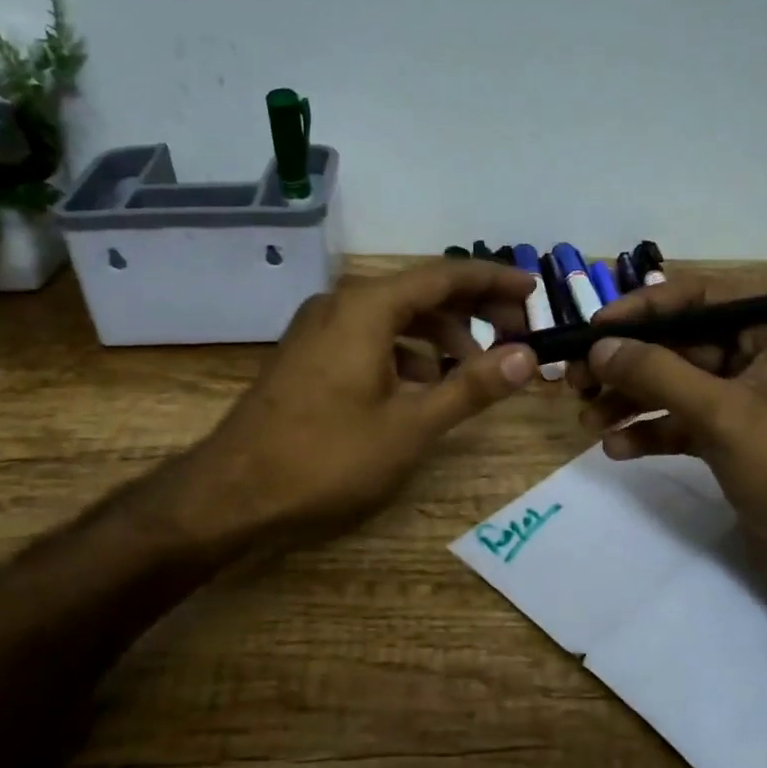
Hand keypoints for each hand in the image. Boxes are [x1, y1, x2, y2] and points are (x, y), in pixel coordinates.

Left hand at [171, 260, 537, 548]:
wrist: (233, 492)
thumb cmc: (327, 456)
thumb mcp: (411, 425)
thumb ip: (471, 386)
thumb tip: (526, 357)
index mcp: (368, 306)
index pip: (445, 275)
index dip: (493, 280)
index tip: (532, 291)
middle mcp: (342, 303)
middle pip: (421, 292)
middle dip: (471, 310)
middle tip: (515, 333)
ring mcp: (320, 327)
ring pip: (395, 317)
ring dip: (439, 336)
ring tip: (473, 368)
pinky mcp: (309, 353)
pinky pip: (371, 336)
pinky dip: (406, 352)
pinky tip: (422, 385)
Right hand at [570, 273, 766, 617]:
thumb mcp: (720, 414)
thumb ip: (656, 374)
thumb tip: (599, 347)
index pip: (700, 296)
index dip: (642, 308)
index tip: (595, 328)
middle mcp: (760, 356)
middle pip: (679, 342)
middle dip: (627, 362)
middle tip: (575, 379)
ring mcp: (745, 399)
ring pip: (674, 384)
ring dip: (629, 400)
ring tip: (587, 420)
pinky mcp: (732, 438)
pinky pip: (681, 421)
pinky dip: (649, 431)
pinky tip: (615, 448)